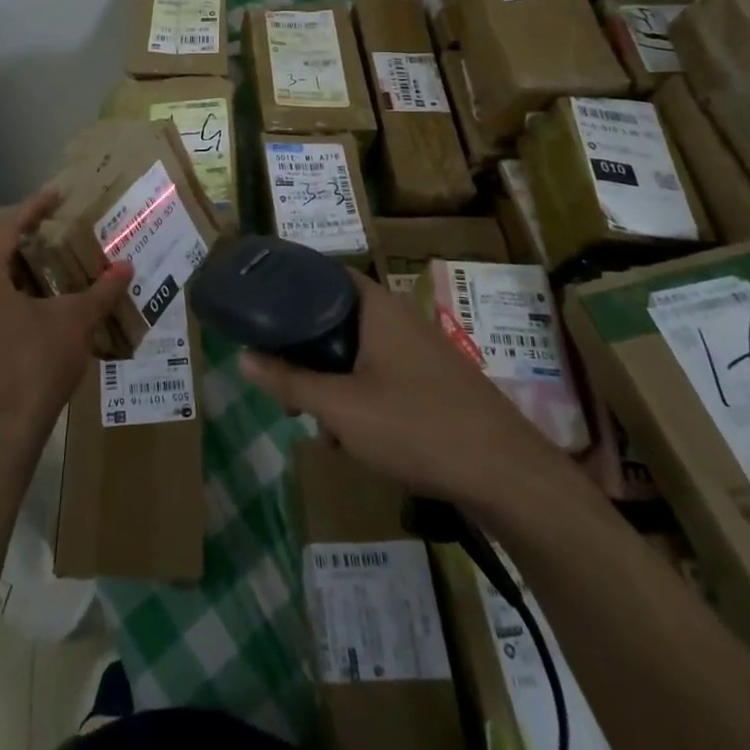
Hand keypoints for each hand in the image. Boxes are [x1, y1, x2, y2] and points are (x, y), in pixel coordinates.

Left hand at [0, 188, 132, 453]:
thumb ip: (101, 292)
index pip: (5, 229)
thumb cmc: (35, 365)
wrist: (2, 428)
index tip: (55, 194)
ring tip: (29, 260)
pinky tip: (30, 299)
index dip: (31, 208)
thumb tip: (127, 266)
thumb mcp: (76, 323)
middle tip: (23, 228)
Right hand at [240, 271, 575, 508]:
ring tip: (320, 424)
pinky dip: (361, 395)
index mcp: (377, 307)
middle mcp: (399, 317)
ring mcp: (421, 349)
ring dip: (333, 381)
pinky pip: (383, 374)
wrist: (506, 476)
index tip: (260, 305)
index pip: (325, 273)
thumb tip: (243, 357)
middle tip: (284, 382)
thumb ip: (289, 382)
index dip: (290, 284)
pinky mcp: (435, 381)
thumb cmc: (416, 427)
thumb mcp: (340, 408)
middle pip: (337, 317)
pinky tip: (356, 439)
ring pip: (358, 352)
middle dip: (307, 351)